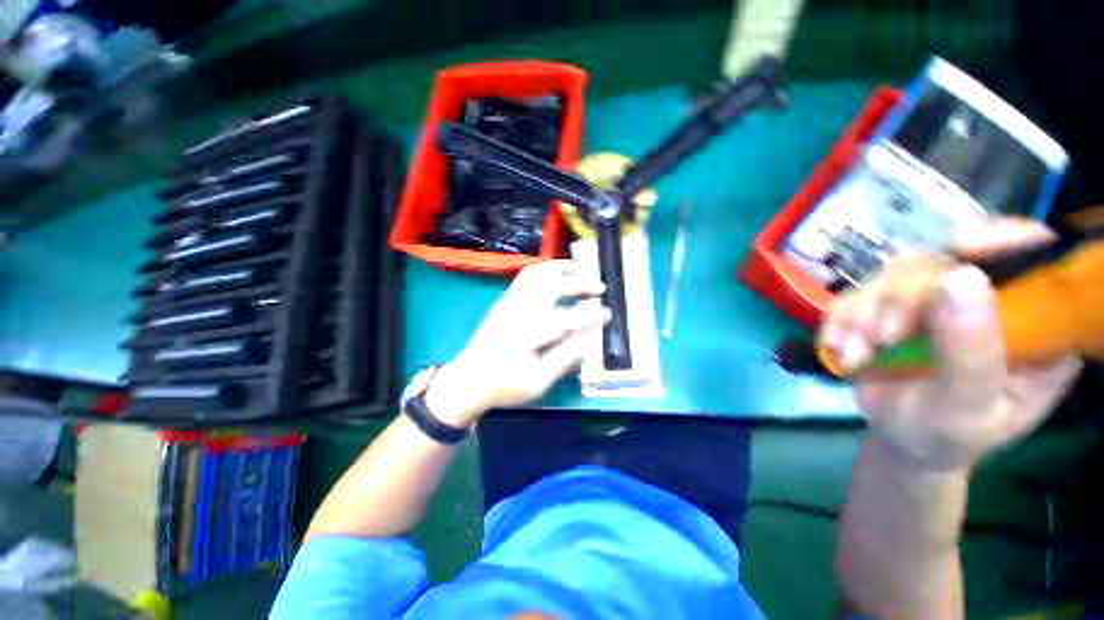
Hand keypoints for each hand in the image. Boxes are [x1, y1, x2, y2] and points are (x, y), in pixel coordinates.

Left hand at [425, 260, 608, 427]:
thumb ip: (565, 357)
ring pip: (538, 273)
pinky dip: (546, 269)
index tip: (609, 313)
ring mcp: (509, 301)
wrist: (470, 378)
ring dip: (562, 268)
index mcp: (528, 335)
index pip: (566, 319)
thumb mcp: (540, 381)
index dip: (591, 314)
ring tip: (581, 269)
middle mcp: (518, 311)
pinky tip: (556, 273)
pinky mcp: (505, 299)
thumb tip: (590, 336)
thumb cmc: (506, 385)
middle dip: (580, 283)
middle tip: (600, 287)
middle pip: (553, 286)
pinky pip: (527, 275)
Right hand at [819, 218, 1082, 471]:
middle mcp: (990, 299)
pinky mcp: (893, 305)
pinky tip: (839, 348)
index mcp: (1035, 323)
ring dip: (864, 312)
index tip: (959, 253)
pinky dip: (841, 319)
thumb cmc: (948, 436)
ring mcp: (938, 300)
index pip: (1036, 255)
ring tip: (855, 354)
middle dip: (904, 297)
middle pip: (948, 260)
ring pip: (896, 273)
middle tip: (882, 338)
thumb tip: (961, 277)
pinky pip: (859, 292)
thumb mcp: (967, 407)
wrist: (901, 440)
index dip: (1003, 241)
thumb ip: (972, 351)